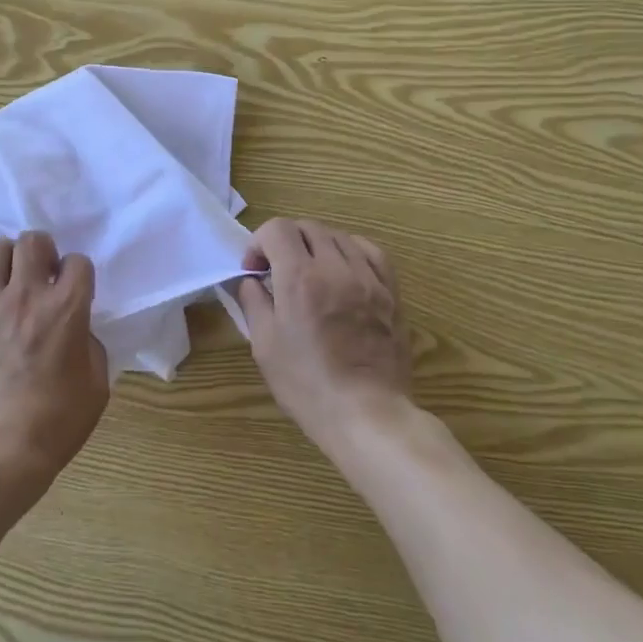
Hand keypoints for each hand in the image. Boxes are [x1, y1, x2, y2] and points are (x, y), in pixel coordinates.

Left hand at [0, 231, 108, 507]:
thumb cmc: (53, 425)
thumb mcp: (95, 387)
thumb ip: (90, 347)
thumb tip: (77, 332)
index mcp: (66, 309)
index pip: (78, 262)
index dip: (78, 274)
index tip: (73, 290)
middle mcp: (25, 296)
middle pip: (33, 241)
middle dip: (41, 252)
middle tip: (40, 276)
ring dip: (7, 263)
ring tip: (7, 284)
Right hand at [236, 218, 412, 448]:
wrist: (367, 414)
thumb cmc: (307, 384)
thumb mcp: (264, 345)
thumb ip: (254, 302)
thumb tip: (251, 280)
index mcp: (299, 279)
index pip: (277, 230)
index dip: (259, 242)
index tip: (254, 270)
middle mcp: (335, 268)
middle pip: (307, 227)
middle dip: (285, 241)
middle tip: (277, 271)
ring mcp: (368, 278)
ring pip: (338, 236)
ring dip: (316, 245)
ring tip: (309, 272)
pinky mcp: (390, 291)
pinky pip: (370, 251)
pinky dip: (350, 250)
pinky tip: (342, 269)